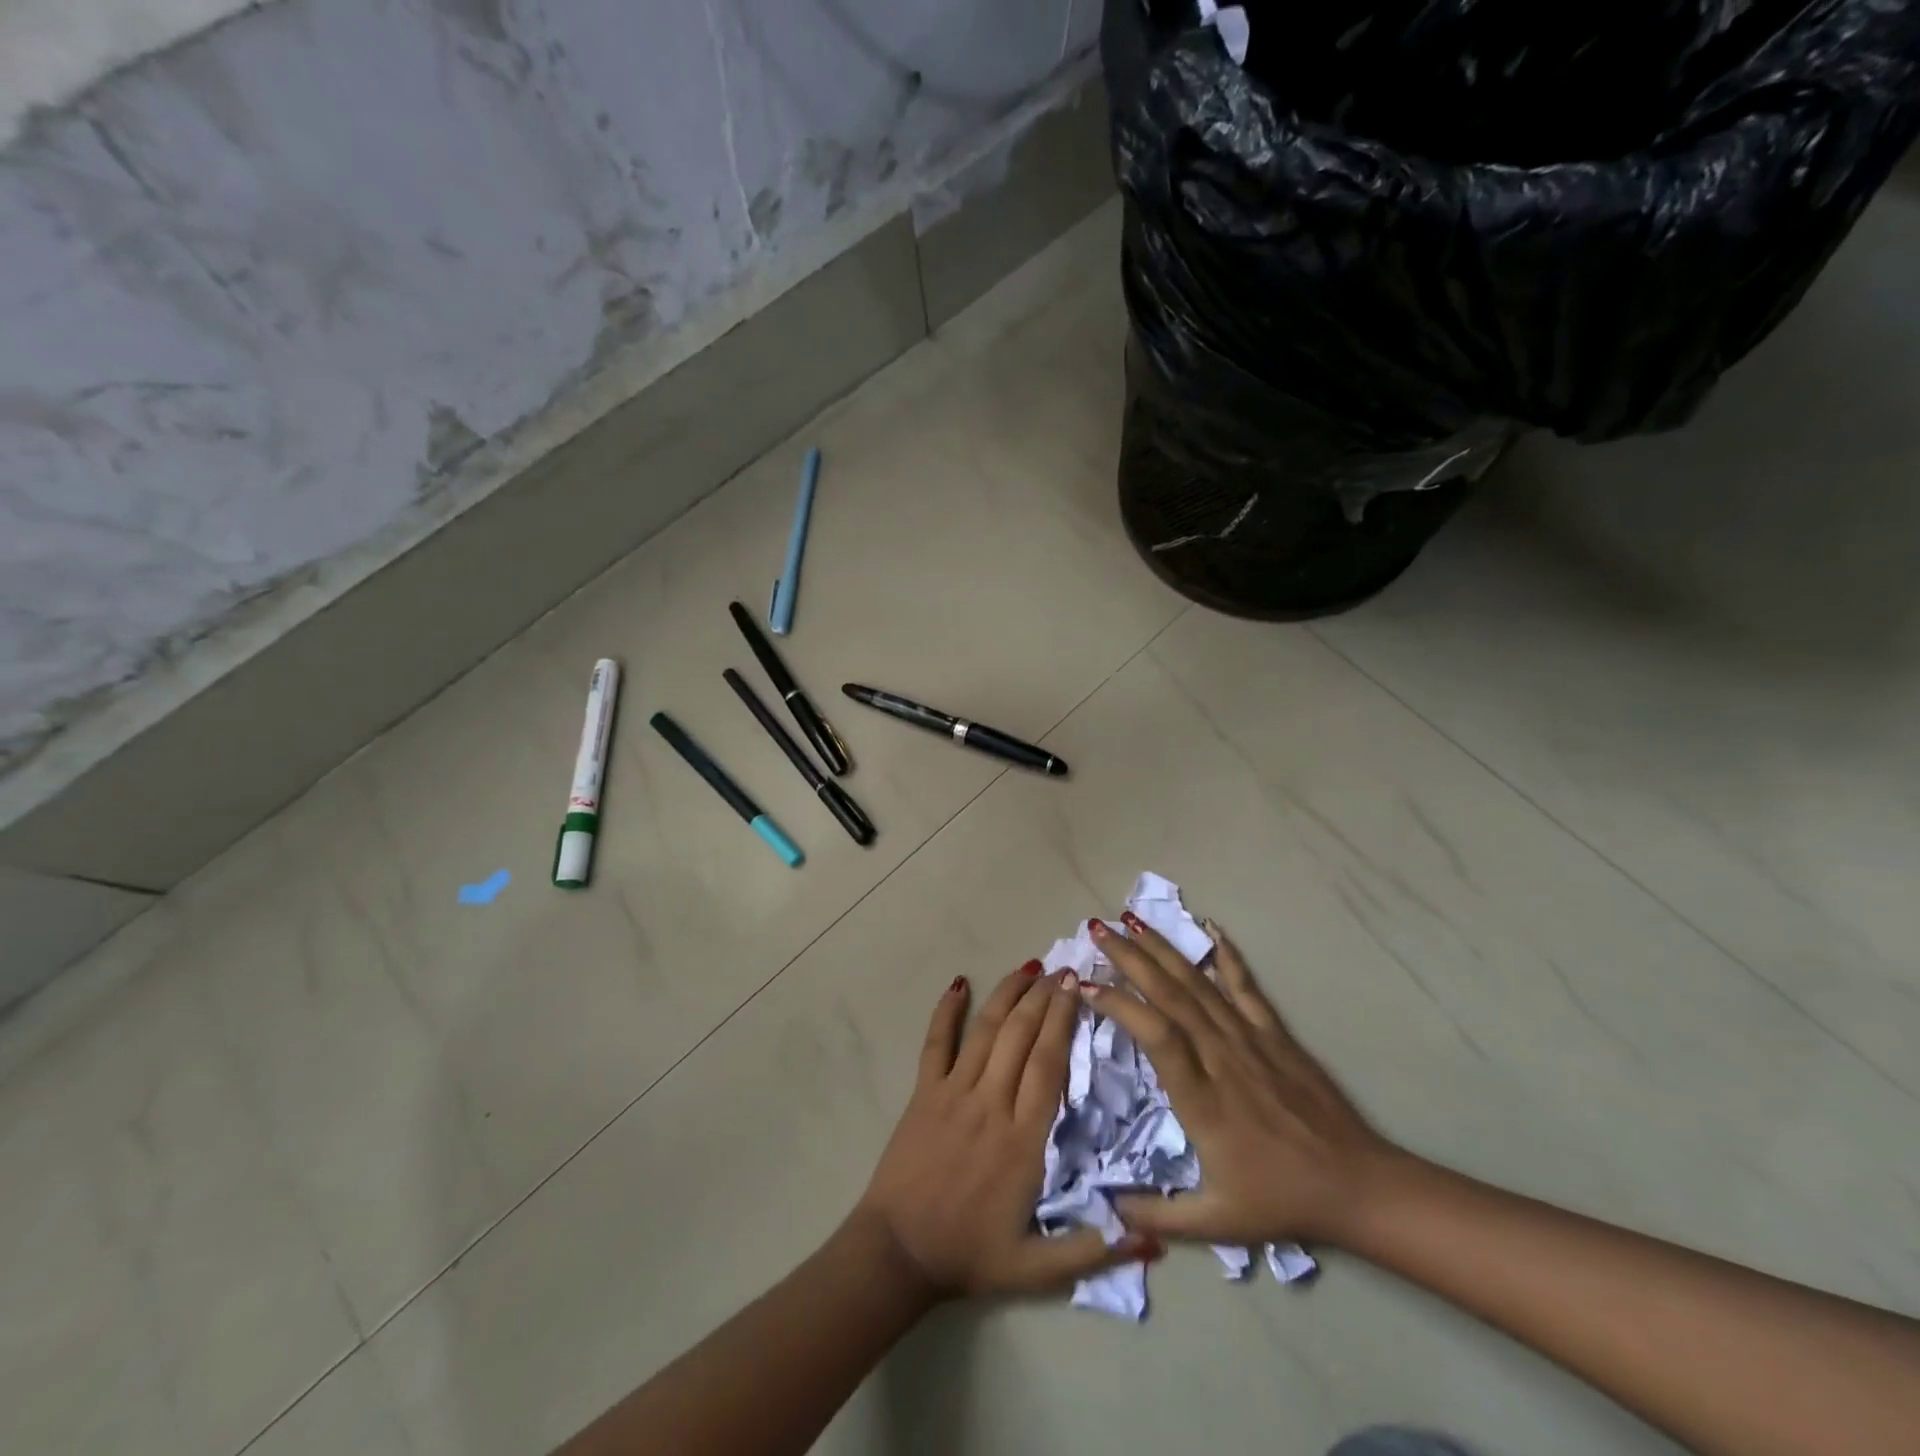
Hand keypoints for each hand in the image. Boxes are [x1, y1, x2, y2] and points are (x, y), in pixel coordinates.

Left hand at [852, 964, 1163, 1301]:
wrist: (899, 1253)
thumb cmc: (970, 1255)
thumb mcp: (1037, 1270)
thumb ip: (1094, 1252)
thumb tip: (1153, 1240)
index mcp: (1023, 1140)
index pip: (1049, 1064)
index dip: (1064, 1021)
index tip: (1078, 988)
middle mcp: (991, 1104)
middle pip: (1021, 1036)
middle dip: (1043, 997)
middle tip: (1062, 969)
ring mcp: (953, 1093)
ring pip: (985, 1031)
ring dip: (1008, 995)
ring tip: (1028, 967)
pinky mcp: (923, 1092)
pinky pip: (935, 1043)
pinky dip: (945, 1011)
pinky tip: (958, 983)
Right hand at [1083, 915, 1400, 1248]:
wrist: (1357, 1185)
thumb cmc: (1280, 1199)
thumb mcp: (1216, 1223)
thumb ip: (1157, 1216)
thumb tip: (1104, 1208)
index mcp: (1202, 1098)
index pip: (1154, 1034)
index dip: (1119, 1005)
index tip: (1085, 986)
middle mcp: (1221, 1056)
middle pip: (1171, 994)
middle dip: (1130, 957)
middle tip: (1097, 929)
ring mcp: (1250, 1039)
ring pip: (1199, 983)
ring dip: (1162, 949)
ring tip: (1130, 919)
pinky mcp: (1274, 1033)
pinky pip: (1245, 986)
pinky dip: (1226, 955)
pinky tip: (1210, 927)